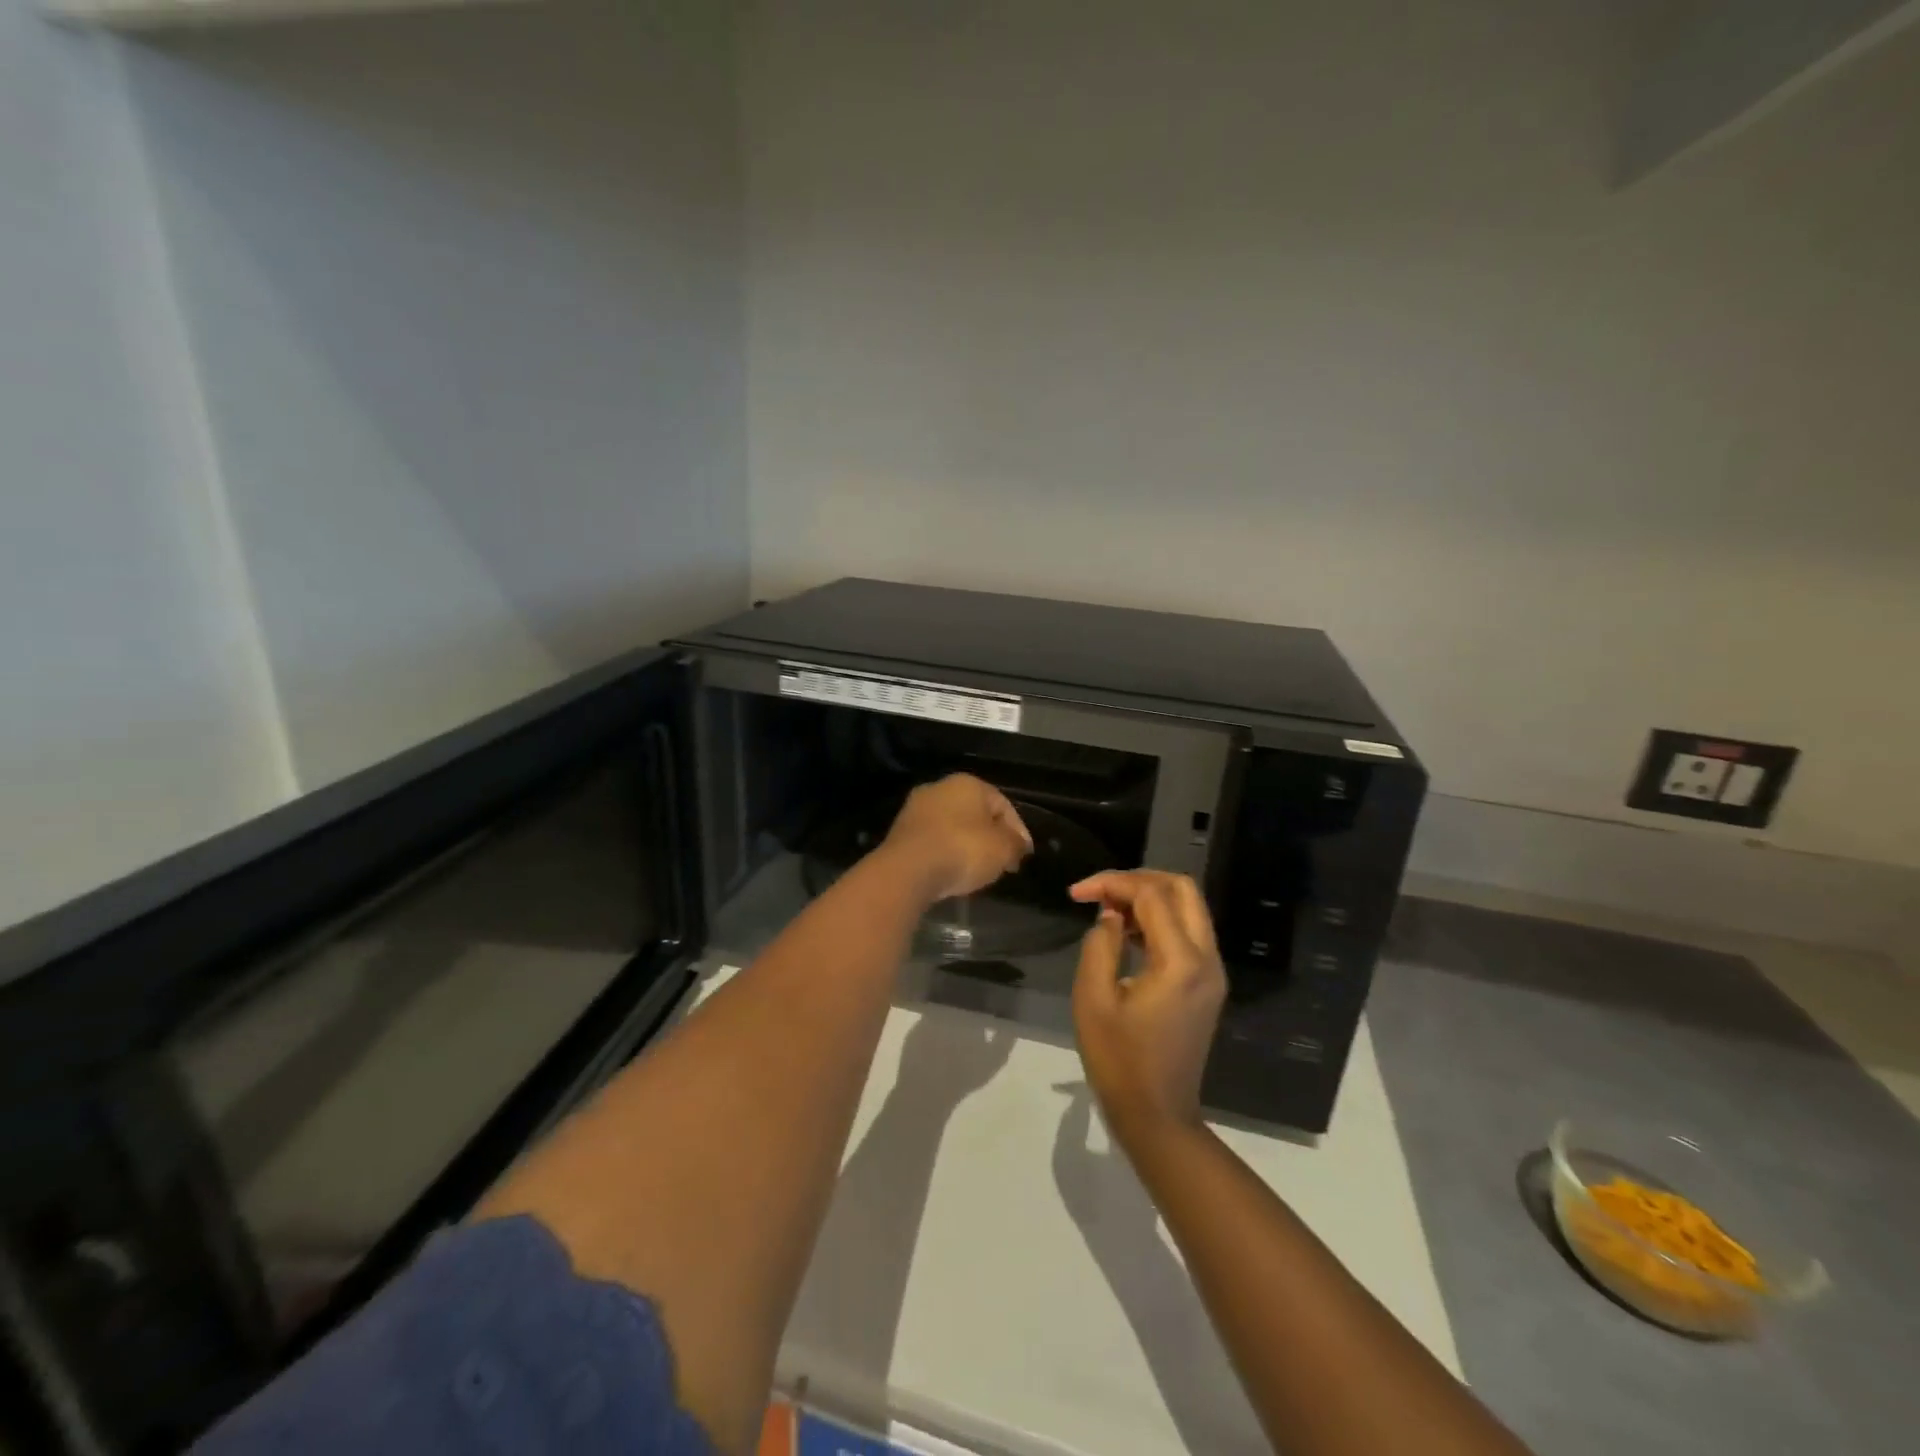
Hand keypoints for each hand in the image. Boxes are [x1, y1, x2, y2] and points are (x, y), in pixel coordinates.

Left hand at [881, 774, 1032, 903]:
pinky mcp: (899, 832)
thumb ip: (1015, 844)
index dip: (1018, 830)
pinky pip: (933, 841)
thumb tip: (1018, 844)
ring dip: (967, 845)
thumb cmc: (963, 850)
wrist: (908, 869)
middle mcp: (939, 787)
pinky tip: (952, 871)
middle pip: (975, 814)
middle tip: (1002, 862)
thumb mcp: (1003, 849)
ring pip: (952, 826)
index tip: (1023, 856)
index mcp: (968, 782)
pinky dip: (945, 853)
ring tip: (977, 870)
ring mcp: (915, 808)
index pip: (1003, 804)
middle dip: (991, 837)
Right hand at [1069, 870, 1226, 1140]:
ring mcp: (1213, 972)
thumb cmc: (1119, 1061)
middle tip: (1100, 891)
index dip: (1112, 883)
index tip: (1076, 893)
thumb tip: (1111, 916)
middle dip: (1138, 879)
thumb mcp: (1093, 999)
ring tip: (1109, 910)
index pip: (1151, 895)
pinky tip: (1127, 933)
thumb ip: (1100, 945)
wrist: (1158, 1116)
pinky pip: (1189, 932)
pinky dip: (1160, 920)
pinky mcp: (1209, 984)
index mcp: (1180, 962)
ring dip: (1150, 898)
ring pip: (1189, 907)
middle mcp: (1207, 959)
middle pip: (1182, 889)